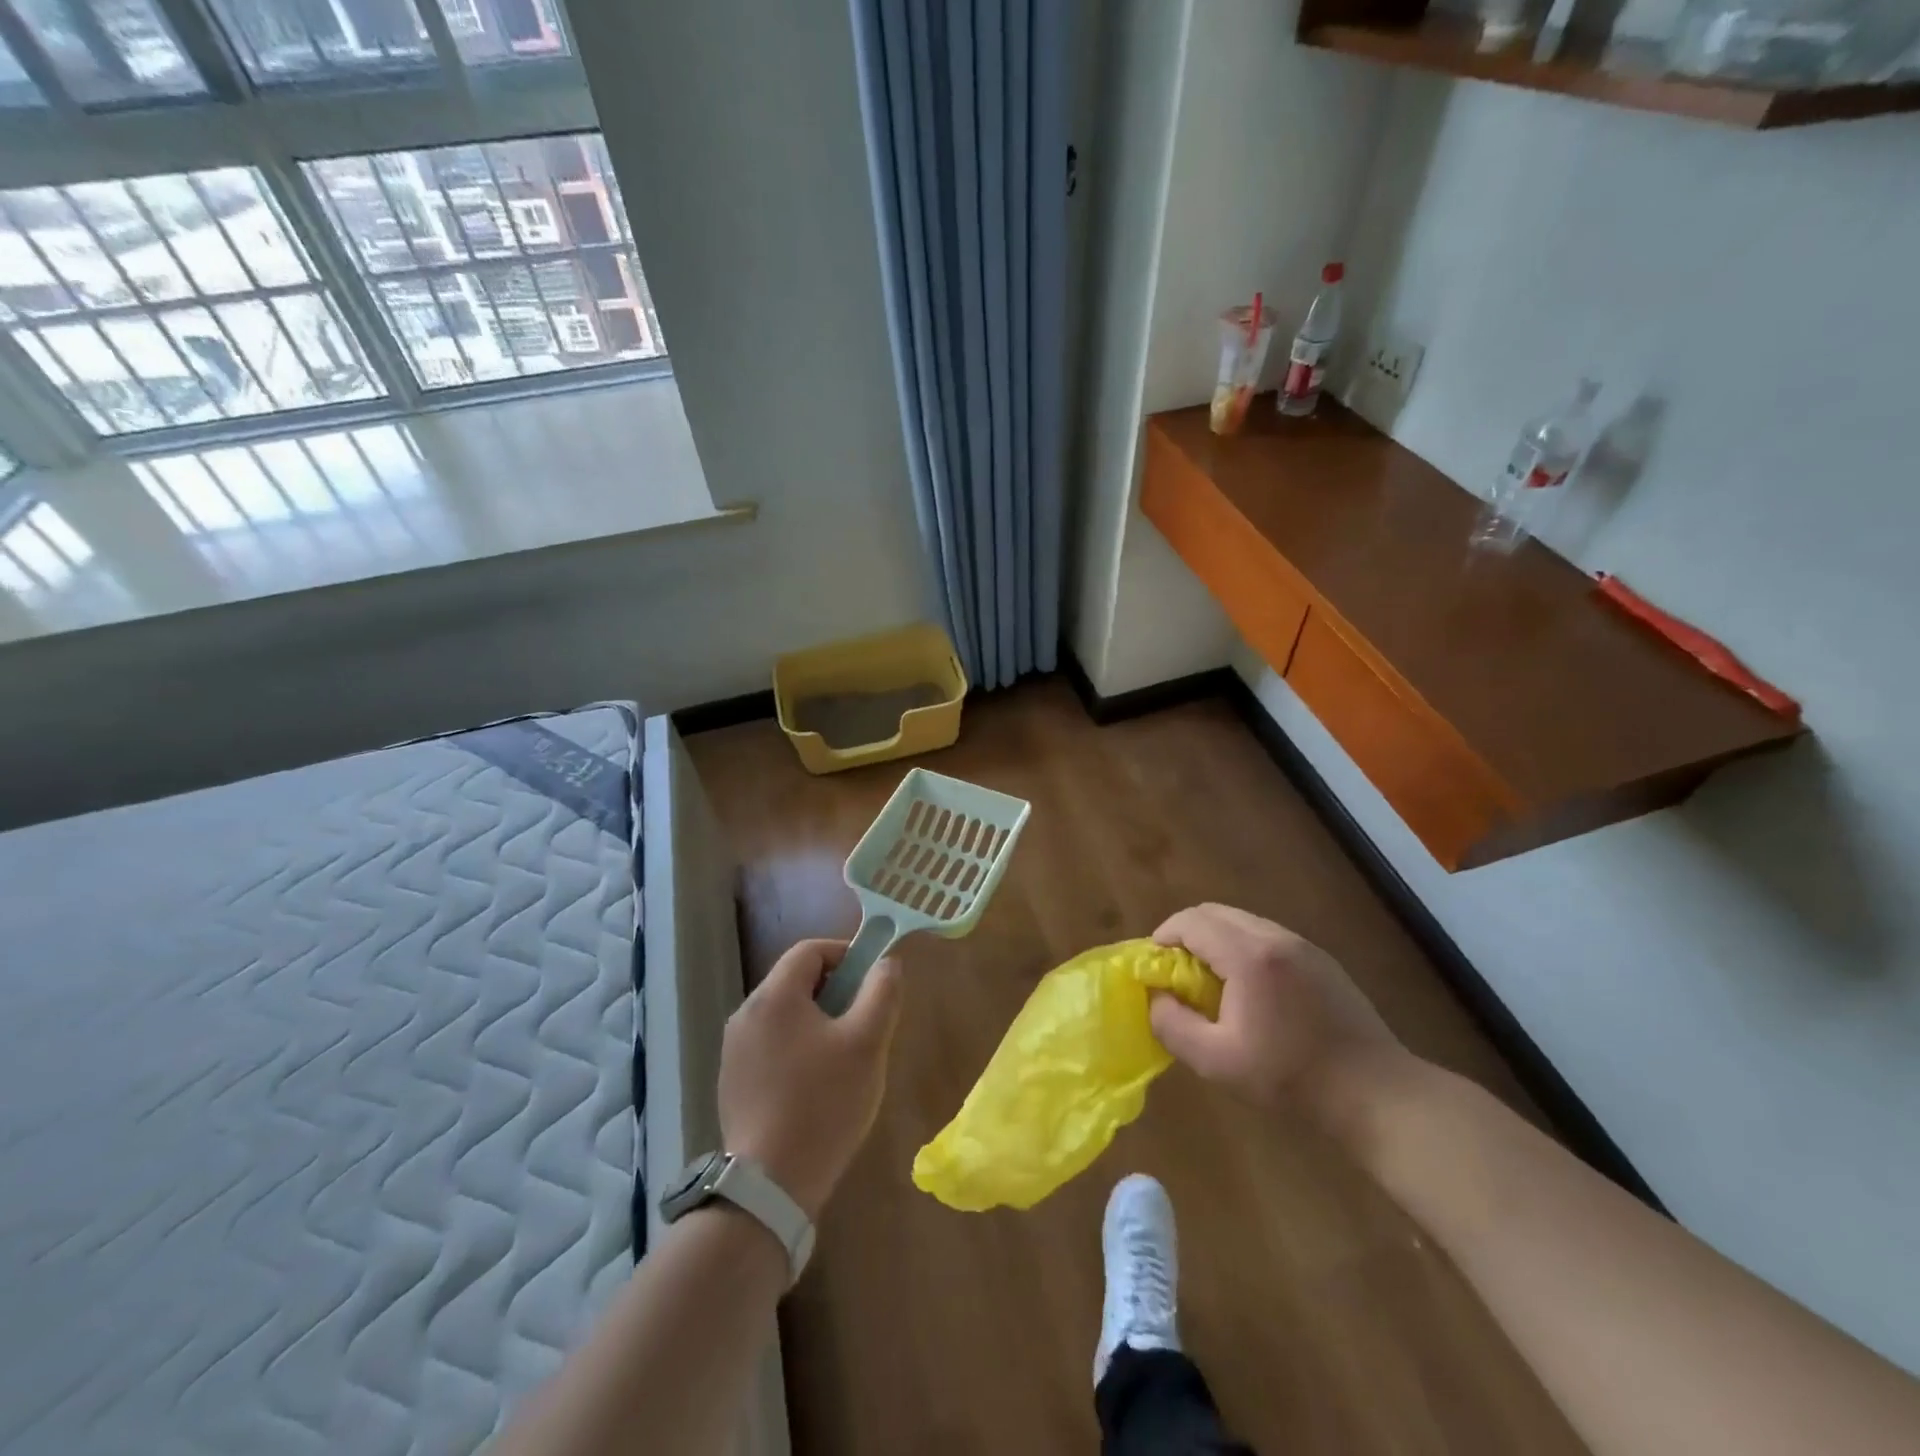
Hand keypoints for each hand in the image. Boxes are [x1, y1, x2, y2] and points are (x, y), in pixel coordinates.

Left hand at [719, 939, 903, 1219]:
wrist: (769, 1185)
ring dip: (817, 1022)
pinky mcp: (732, 1083)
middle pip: (795, 981)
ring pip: (785, 1016)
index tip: (872, 980)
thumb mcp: (867, 1043)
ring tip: (845, 1059)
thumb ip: (882, 993)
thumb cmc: (824, 1103)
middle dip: (834, 991)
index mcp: (774, 996)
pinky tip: (816, 1088)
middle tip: (864, 1023)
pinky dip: (797, 1050)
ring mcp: (734, 1051)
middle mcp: (745, 1014)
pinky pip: (771, 1046)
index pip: (810, 950)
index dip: (845, 954)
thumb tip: (887, 964)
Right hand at [1149, 904, 1400, 1107]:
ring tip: (1209, 982)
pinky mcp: (1321, 961)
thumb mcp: (1217, 1062)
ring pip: (1243, 922)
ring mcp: (1303, 946)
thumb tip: (1155, 998)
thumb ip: (1173, 1025)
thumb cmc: (1291, 1078)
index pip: (1192, 921)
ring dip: (1215, 940)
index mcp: (1248, 955)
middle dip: (1186, 934)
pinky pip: (1267, 937)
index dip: (1164, 936)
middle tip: (1176, 971)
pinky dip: (1242, 948)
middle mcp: (1275, 937)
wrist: (1376, 1094)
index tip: (1153, 966)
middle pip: (1216, 913)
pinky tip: (1248, 990)